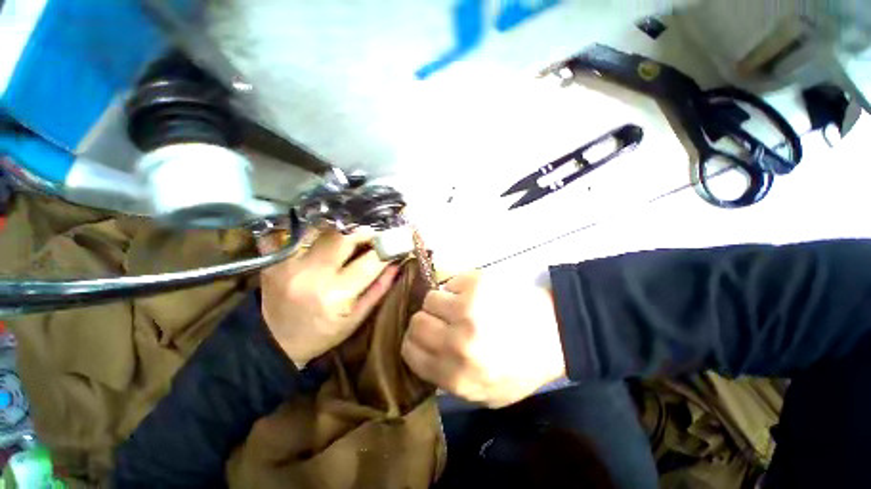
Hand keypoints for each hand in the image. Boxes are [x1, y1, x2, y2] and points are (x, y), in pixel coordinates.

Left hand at [258, 228, 399, 367]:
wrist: (274, 341)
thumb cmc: (322, 333)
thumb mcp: (356, 318)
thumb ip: (379, 289)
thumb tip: (396, 264)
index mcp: (335, 295)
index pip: (369, 262)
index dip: (385, 249)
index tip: (395, 243)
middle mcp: (312, 275)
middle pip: (343, 237)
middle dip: (364, 233)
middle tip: (373, 236)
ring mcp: (289, 264)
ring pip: (322, 230)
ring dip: (341, 231)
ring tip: (350, 237)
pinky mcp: (274, 259)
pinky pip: (298, 233)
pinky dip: (315, 231)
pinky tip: (324, 237)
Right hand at [401, 270, 565, 407]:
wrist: (556, 334)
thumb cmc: (522, 366)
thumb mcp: (486, 394)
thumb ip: (450, 383)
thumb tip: (426, 358)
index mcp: (456, 375)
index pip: (410, 352)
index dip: (414, 342)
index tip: (425, 336)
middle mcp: (457, 343)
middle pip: (416, 322)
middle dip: (427, 320)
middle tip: (443, 319)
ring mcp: (467, 310)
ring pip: (430, 298)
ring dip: (443, 302)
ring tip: (461, 306)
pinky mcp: (477, 284)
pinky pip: (451, 282)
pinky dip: (459, 287)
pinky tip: (476, 295)